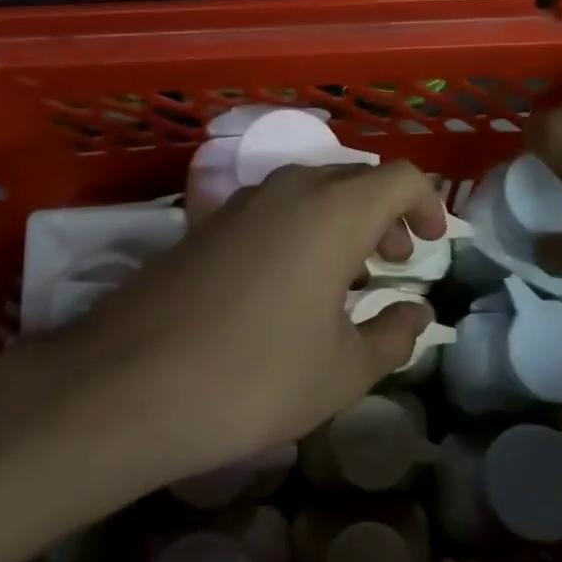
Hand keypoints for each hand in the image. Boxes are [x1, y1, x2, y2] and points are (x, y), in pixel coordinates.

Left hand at [35, 161, 443, 491]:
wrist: (128, 384)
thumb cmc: (254, 377)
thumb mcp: (342, 370)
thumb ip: (393, 335)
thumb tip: (418, 311)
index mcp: (334, 210)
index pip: (400, 177)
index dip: (428, 203)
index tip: (433, 245)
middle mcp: (289, 189)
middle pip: (355, 178)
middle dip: (386, 213)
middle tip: (394, 263)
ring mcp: (241, 202)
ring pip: (311, 190)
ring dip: (342, 220)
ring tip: (347, 276)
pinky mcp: (206, 223)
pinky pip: (273, 208)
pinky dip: (301, 229)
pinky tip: (290, 284)